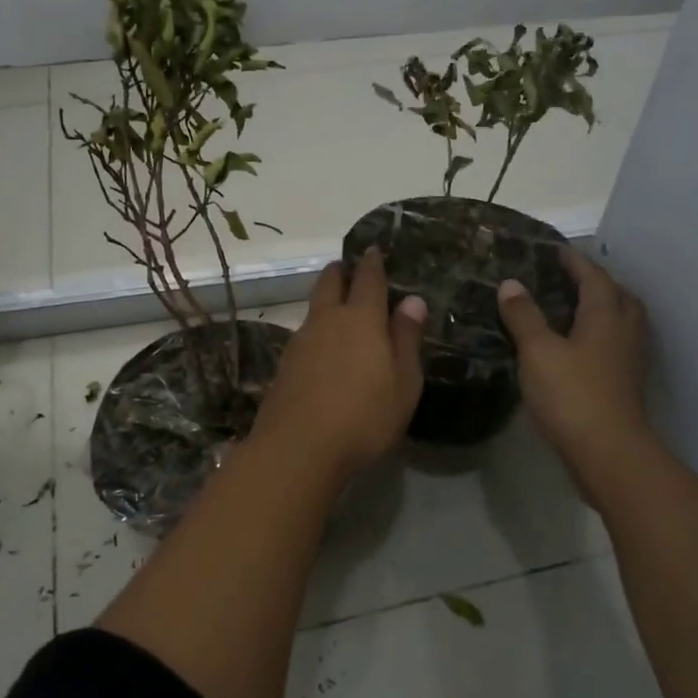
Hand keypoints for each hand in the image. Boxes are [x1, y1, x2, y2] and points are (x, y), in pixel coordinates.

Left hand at [250, 249, 426, 482]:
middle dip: (340, 272)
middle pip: (330, 283)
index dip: (372, 262)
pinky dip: (315, 330)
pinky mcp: (284, 366)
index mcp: (361, 318)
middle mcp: (327, 321)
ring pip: (313, 309)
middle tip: (347, 268)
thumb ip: (407, 338)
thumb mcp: (403, 381)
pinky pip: (304, 335)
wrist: (299, 448)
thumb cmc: (364, 415)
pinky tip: (322, 348)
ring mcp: (300, 342)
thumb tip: (412, 300)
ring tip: (337, 306)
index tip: (373, 249)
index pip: (367, 279)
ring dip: (325, 301)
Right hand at [497, 248, 653, 499]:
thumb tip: (511, 284)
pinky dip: (599, 336)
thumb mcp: (538, 351)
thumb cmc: (572, 394)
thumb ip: (524, 316)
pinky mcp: (625, 383)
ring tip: (571, 309)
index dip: (574, 262)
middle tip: (567, 279)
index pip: (593, 276)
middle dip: (595, 283)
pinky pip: (614, 345)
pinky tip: (577, 348)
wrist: (608, 452)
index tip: (555, 250)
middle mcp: (624, 330)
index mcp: (605, 315)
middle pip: (617, 296)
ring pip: (620, 321)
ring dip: (601, 309)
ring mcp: (629, 359)